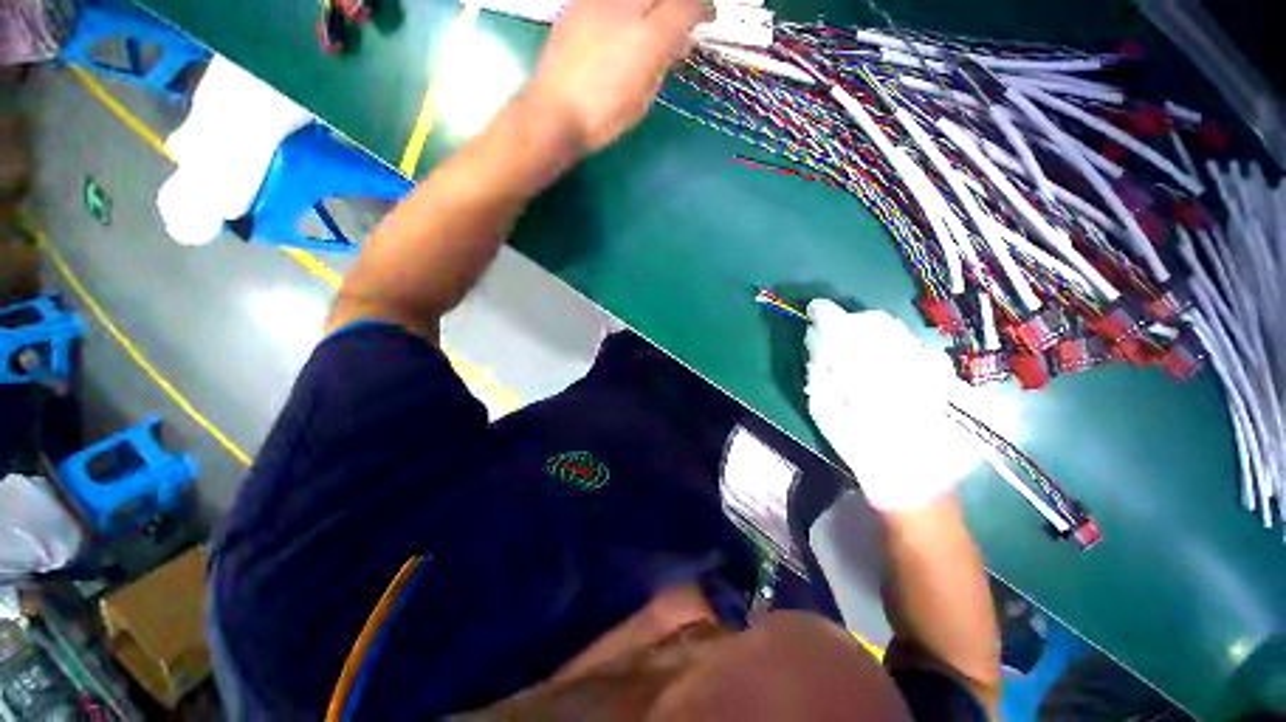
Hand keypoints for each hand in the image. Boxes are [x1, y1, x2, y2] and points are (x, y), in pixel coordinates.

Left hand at [525, 0, 710, 152]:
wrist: (555, 112)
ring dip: (652, 3)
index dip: (703, 9)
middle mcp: (626, 8)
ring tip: (653, 19)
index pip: (687, 6)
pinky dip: (626, 4)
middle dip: (681, 1)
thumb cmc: (603, 118)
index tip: (708, 17)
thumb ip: (662, 65)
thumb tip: (677, 44)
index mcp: (648, 40)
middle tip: (685, 13)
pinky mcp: (579, 2)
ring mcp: (599, 0)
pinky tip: (625, 19)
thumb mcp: (643, 99)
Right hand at [804, 300, 976, 511]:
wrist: (915, 478)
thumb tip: (816, 339)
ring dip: (866, 329)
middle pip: (870, 320)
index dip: (825, 313)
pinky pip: (907, 341)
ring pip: (892, 327)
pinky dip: (886, 340)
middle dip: (847, 321)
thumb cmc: (860, 448)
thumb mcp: (824, 411)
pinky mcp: (938, 371)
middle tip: (832, 336)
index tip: (813, 310)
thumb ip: (818, 370)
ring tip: (855, 348)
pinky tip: (880, 360)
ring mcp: (924, 364)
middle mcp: (899, 360)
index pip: (842, 326)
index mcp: (865, 372)